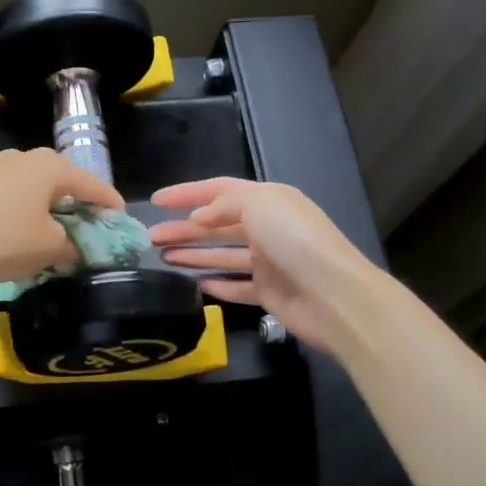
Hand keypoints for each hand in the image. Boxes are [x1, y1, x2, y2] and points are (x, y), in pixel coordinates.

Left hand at [0, 148, 123, 286]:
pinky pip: (10, 200)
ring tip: (53, 241)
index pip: (95, 185)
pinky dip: (22, 217)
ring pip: (35, 192)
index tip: (121, 229)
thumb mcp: (48, 249)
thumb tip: (77, 250)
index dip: (111, 209)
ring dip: (48, 214)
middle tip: (88, 237)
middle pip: (64, 185)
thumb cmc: (0, 239)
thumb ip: (73, 247)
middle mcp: (25, 158)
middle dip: (78, 211)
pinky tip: (18, 239)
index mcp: (51, 166)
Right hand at [148, 178, 377, 352]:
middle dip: (184, 229)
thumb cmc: (295, 240)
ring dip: (194, 254)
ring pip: (223, 255)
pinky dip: (217, 284)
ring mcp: (270, 262)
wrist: (334, 295)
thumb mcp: (258, 204)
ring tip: (163, 257)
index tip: (155, 201)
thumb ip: (223, 204)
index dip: (186, 193)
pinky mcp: (270, 293)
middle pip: (217, 225)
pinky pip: (237, 286)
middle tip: (151, 237)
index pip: (219, 191)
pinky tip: (196, 284)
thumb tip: (198, 218)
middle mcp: (268, 228)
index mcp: (268, 200)